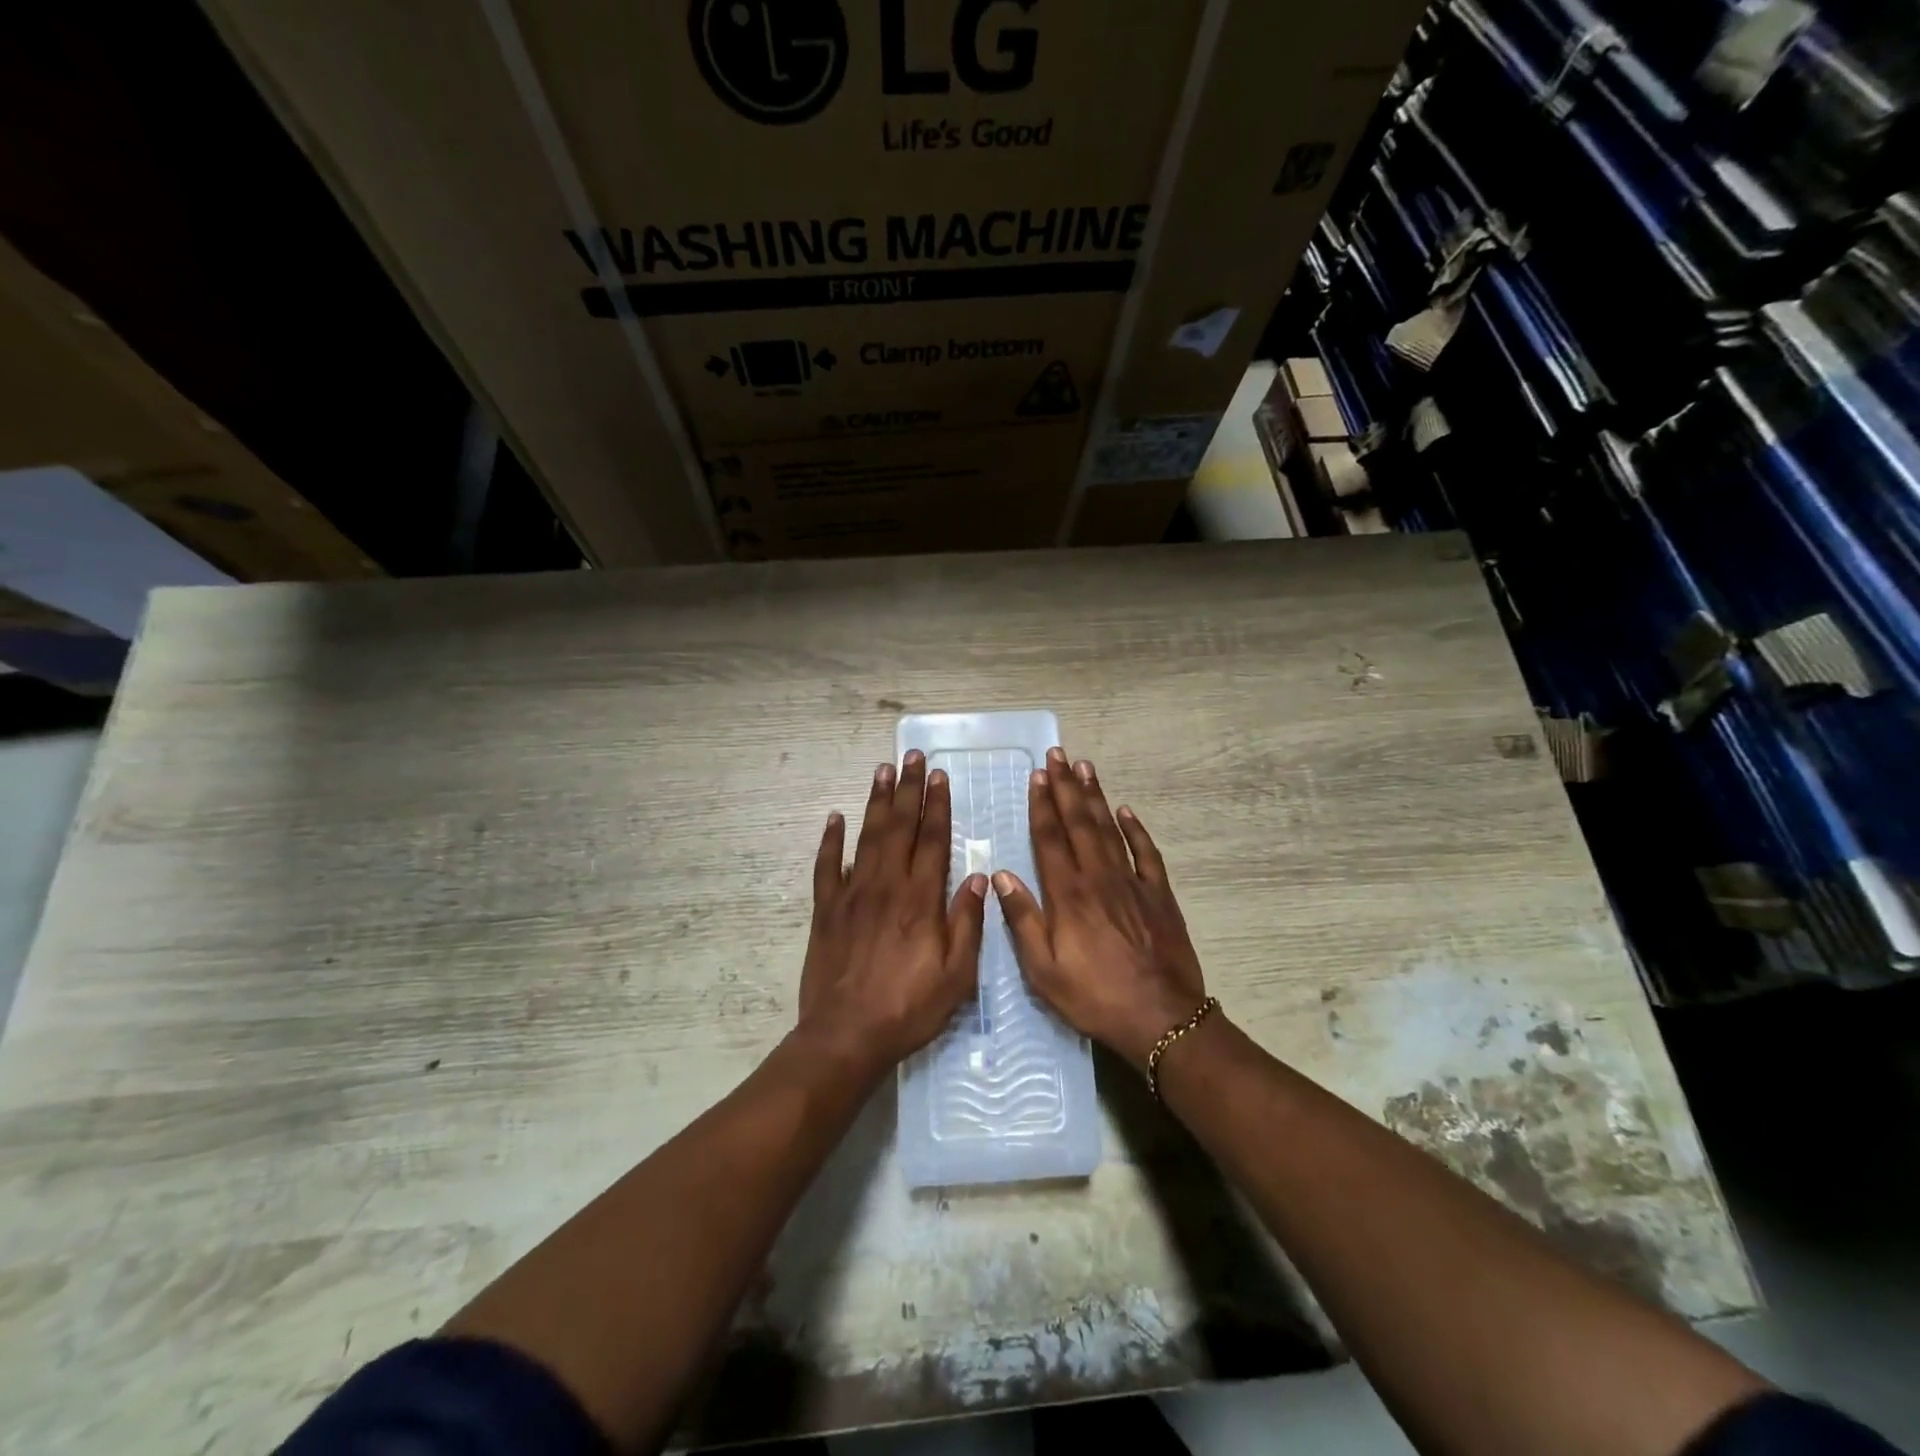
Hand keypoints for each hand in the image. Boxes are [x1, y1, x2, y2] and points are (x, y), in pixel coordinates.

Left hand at [798, 751, 987, 1078]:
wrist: (846, 1035)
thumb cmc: (908, 1008)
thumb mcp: (957, 975)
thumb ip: (967, 923)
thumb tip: (976, 877)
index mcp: (921, 899)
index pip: (933, 840)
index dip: (937, 806)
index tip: (938, 776)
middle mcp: (887, 886)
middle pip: (899, 827)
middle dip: (907, 790)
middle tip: (911, 757)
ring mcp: (852, 894)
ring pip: (866, 836)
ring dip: (876, 802)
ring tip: (882, 771)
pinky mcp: (826, 910)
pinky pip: (827, 866)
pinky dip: (831, 840)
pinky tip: (835, 818)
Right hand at [993, 748, 1207, 1070]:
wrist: (1161, 1017)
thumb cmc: (1094, 996)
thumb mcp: (1044, 970)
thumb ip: (1022, 920)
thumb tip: (1000, 875)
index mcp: (1068, 895)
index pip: (1051, 839)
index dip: (1042, 805)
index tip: (1038, 776)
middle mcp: (1099, 878)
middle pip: (1079, 824)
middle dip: (1066, 788)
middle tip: (1058, 755)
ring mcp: (1132, 883)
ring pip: (1110, 829)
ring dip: (1096, 797)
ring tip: (1086, 767)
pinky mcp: (1159, 895)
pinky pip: (1146, 853)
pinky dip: (1136, 829)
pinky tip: (1126, 811)